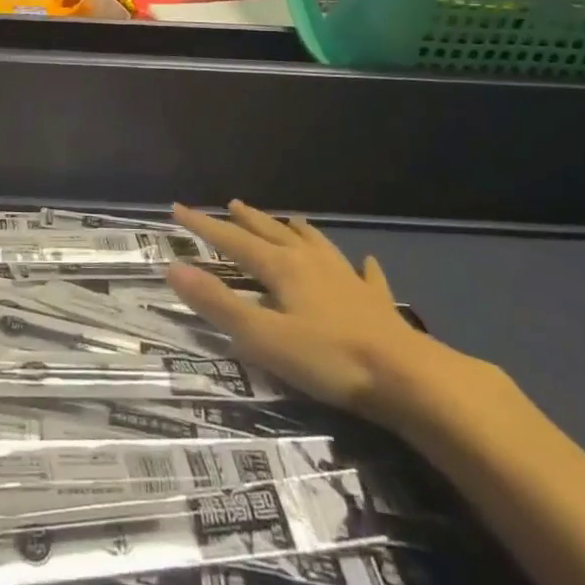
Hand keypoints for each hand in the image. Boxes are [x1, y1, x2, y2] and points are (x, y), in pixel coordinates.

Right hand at [167, 200, 451, 425]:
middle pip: (273, 233)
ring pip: (315, 244)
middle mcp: (312, 263)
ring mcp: (347, 280)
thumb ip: (219, 304)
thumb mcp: (264, 337)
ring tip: (288, 220)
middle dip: (249, 220)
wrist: (409, 379)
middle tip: (231, 205)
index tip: (179, 209)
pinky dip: (360, 266)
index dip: (204, 226)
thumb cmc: (330, 359)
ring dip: (296, 231)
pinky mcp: (375, 303)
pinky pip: (365, 275)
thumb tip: (174, 268)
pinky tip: (365, 262)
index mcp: (282, 268)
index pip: (234, 241)